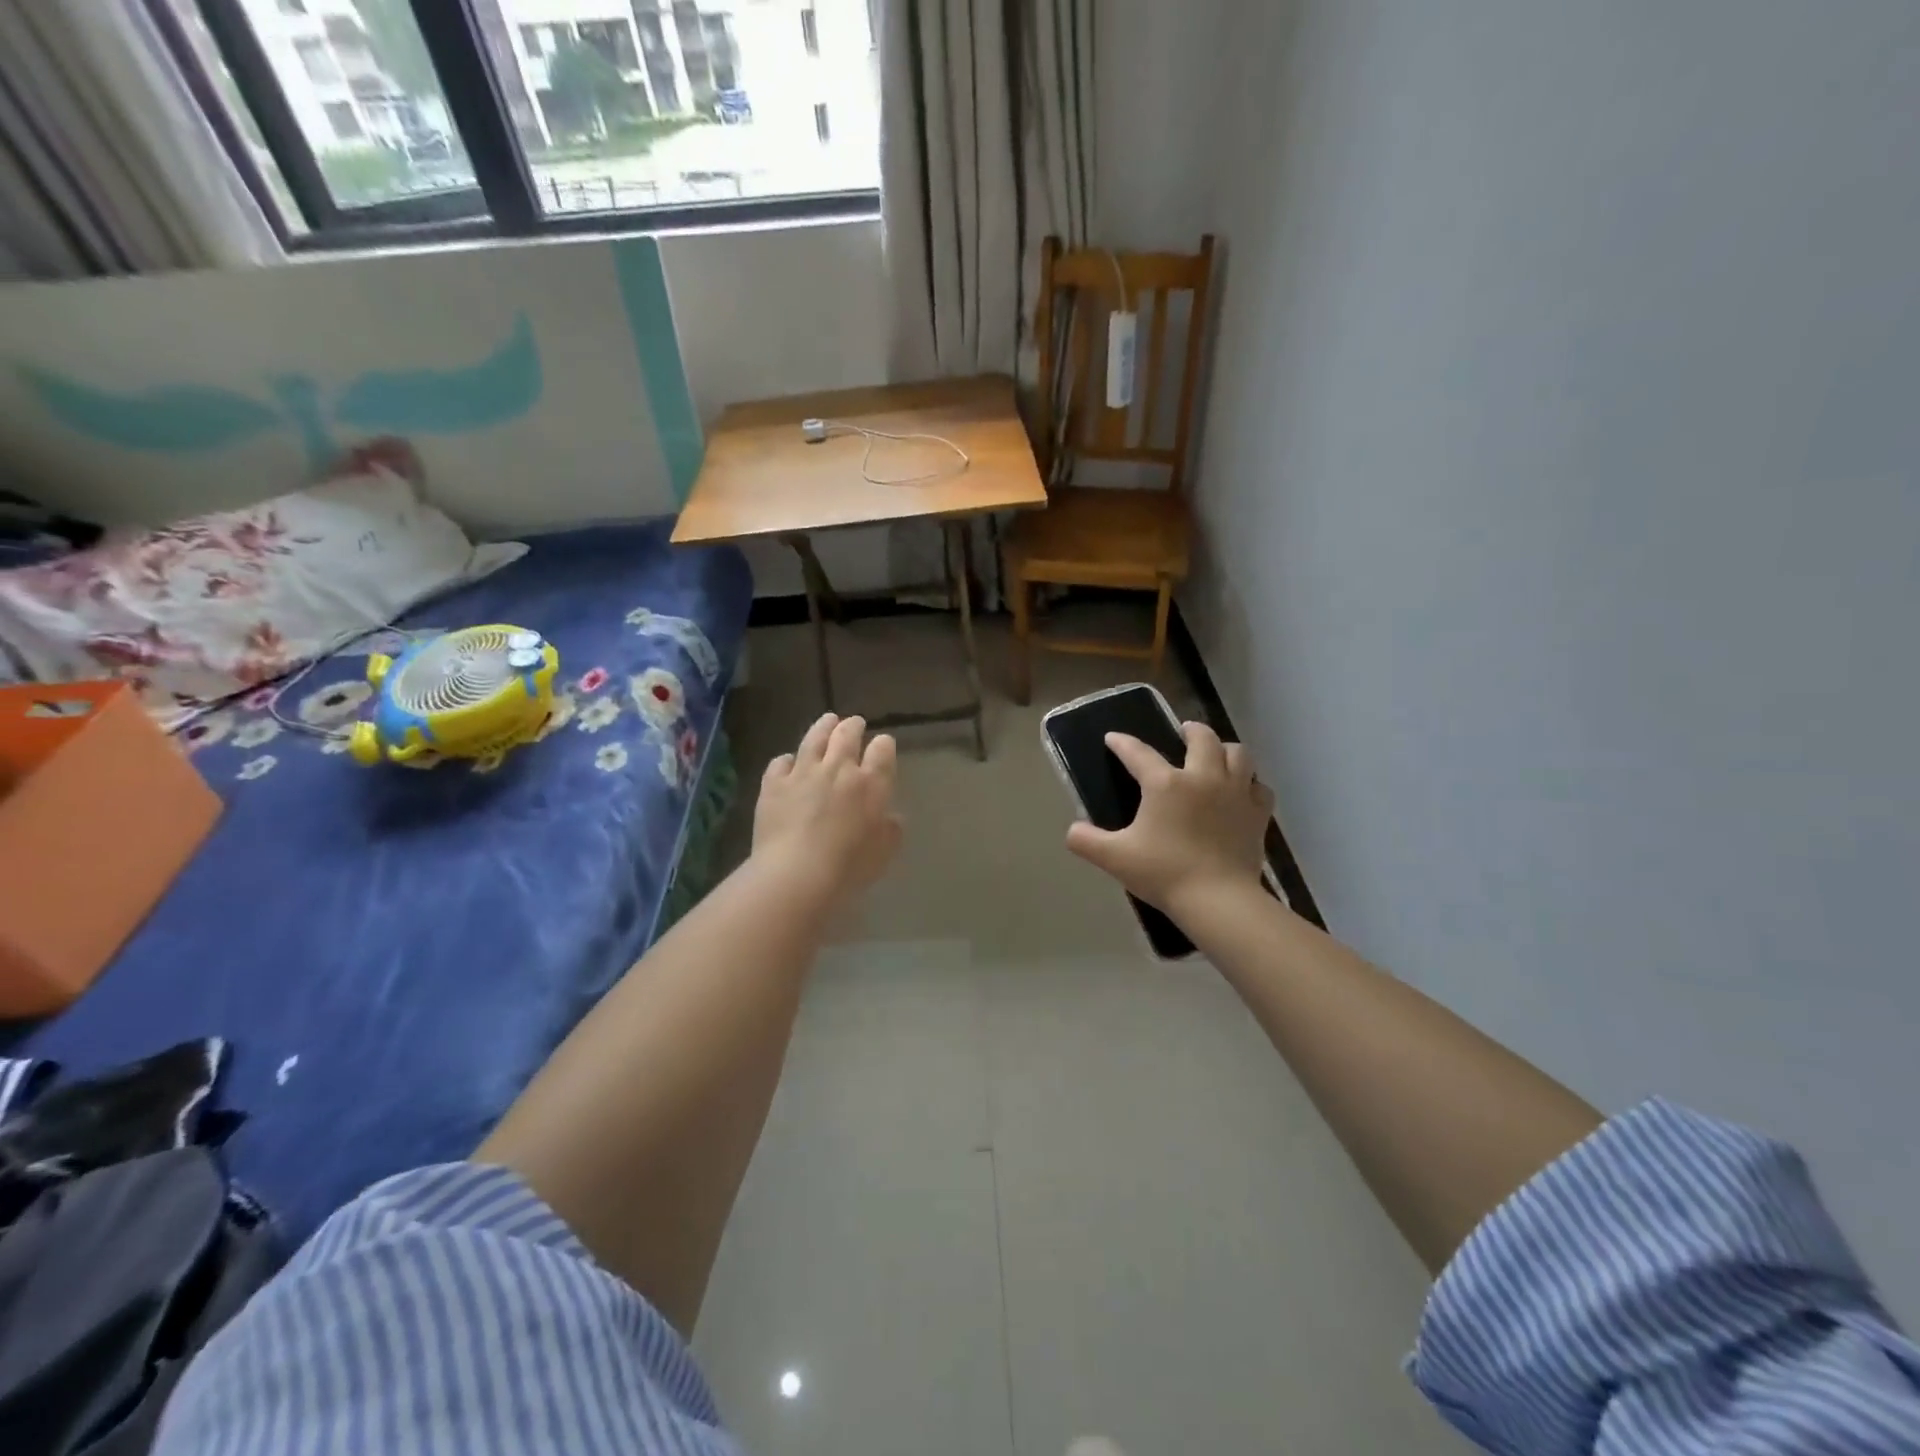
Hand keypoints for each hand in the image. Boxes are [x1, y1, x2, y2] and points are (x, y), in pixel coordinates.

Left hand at [753, 713, 902, 908]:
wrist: (796, 873)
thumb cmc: (849, 867)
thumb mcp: (884, 852)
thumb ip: (890, 829)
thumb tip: (890, 816)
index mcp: (871, 783)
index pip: (882, 750)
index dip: (884, 745)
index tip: (883, 745)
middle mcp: (838, 769)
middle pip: (847, 735)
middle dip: (853, 726)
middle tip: (855, 723)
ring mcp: (803, 773)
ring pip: (814, 739)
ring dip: (823, 727)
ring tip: (828, 720)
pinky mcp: (774, 784)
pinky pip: (780, 762)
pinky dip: (787, 760)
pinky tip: (788, 762)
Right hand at [1065, 722, 1273, 920]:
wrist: (1218, 900)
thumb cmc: (1164, 873)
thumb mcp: (1114, 858)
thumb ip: (1086, 841)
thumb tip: (1072, 830)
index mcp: (1165, 784)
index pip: (1138, 753)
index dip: (1122, 743)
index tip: (1113, 738)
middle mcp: (1203, 777)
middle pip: (1202, 738)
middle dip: (1191, 730)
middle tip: (1183, 733)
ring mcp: (1235, 793)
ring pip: (1238, 754)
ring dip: (1225, 749)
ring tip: (1216, 756)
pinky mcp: (1258, 814)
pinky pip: (1259, 787)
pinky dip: (1250, 784)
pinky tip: (1242, 792)